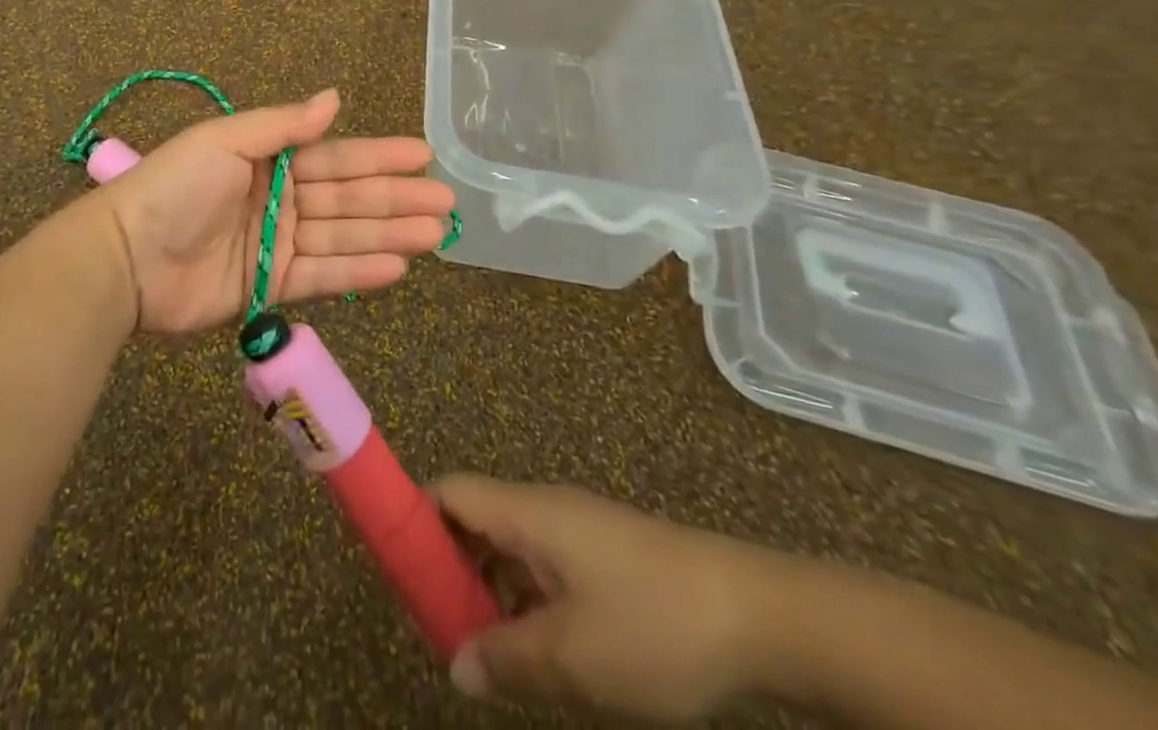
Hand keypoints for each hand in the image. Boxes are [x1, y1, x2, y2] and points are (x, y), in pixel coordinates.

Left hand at [96, 88, 453, 336]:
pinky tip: (397, 267)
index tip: (424, 155)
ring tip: (435, 236)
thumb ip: (283, 125)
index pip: (336, 157)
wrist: (126, 257)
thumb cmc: (176, 187)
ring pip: (343, 237)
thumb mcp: (226, 140)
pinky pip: (322, 277)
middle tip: (446, 203)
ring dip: (389, 235)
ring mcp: (276, 245)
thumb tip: (334, 98)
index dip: (379, 156)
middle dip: (396, 198)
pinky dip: (358, 272)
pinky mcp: (270, 287)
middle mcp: (279, 199)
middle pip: (348, 198)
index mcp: (269, 160)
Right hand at [435, 475, 775, 722]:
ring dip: (490, 593)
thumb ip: (507, 658)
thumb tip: (457, 665)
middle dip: (450, 570)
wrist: (758, 616)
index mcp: (525, 512)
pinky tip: (540, 655)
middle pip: (474, 520)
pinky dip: (527, 602)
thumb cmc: (653, 625)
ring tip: (486, 655)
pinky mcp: (605, 558)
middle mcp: (544, 510)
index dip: (415, 520)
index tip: (399, 572)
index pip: (449, 492)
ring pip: (510, 549)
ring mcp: (577, 532)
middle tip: (440, 630)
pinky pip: (544, 569)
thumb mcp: (574, 657)